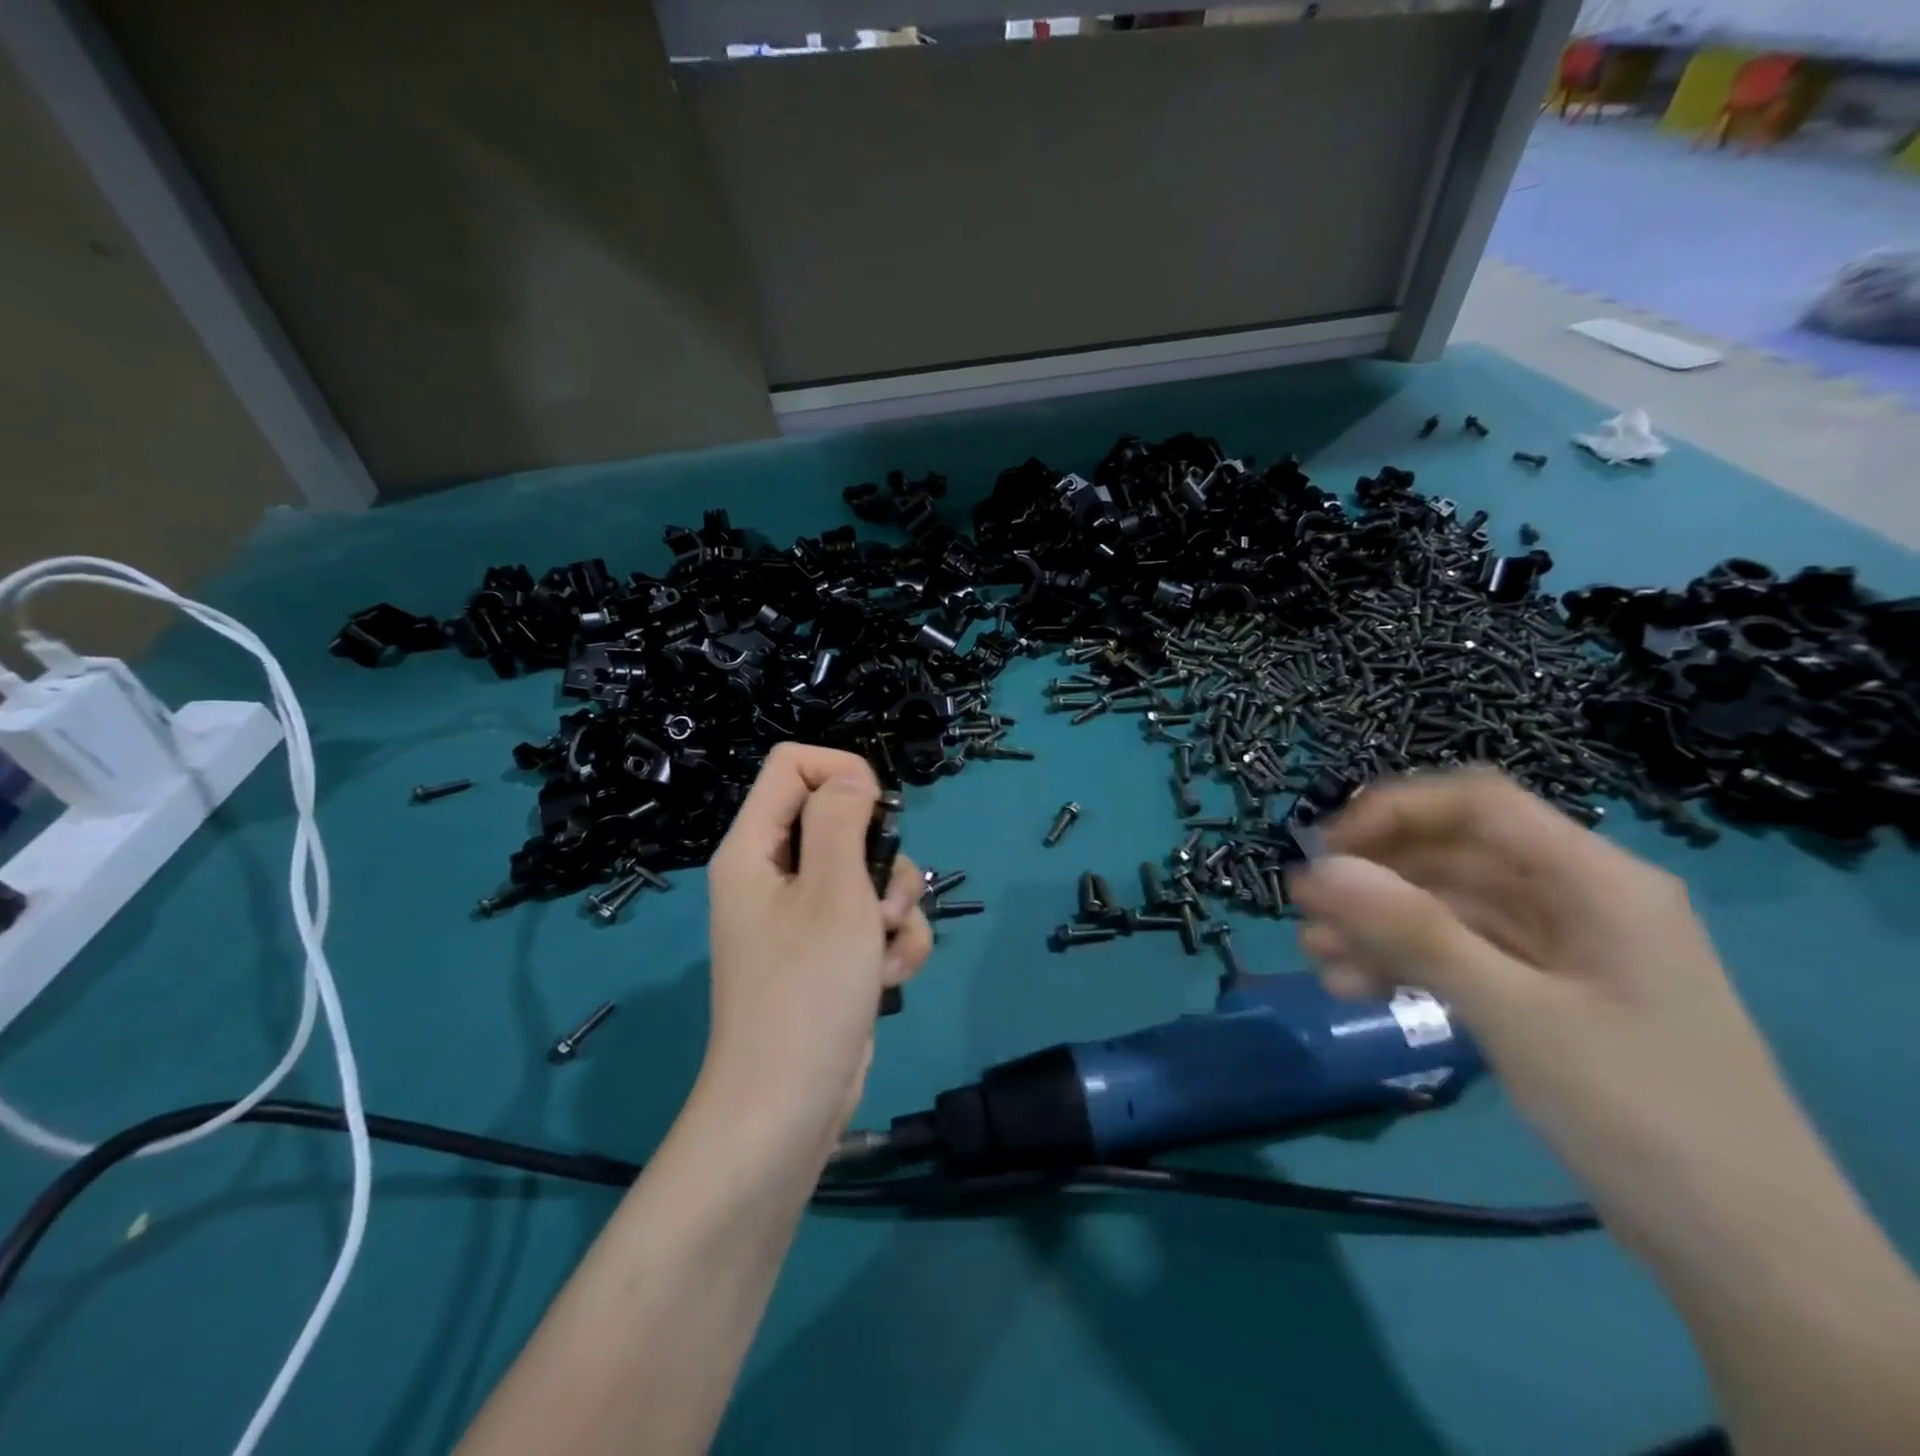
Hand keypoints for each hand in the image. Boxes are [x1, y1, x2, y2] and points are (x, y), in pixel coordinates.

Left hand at [701, 744, 932, 1152]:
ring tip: (886, 952)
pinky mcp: (831, 952)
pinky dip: (894, 944)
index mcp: (755, 848)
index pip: (793, 765)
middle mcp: (775, 874)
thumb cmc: (806, 991)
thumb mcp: (833, 893)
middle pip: (843, 820)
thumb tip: (854, 780)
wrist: (789, 1108)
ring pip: (870, 873)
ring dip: (898, 909)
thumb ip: (843, 821)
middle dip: (882, 858)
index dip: (842, 773)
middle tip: (883, 902)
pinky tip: (890, 978)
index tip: (880, 812)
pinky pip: (874, 920)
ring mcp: (804, 917)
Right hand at [1286, 769, 1809, 1248]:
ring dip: (1378, 926)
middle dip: (1374, 879)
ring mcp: (1560, 949)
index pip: (1478, 804)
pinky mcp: (1544, 994)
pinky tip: (1352, 986)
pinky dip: (1404, 963)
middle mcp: (1577, 899)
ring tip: (1317, 958)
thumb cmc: (1640, 1113)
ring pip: (1447, 908)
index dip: (1394, 811)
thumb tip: (1318, 870)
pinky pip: (1459, 955)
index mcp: (1596, 880)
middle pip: (1454, 855)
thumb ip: (1414, 932)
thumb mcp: (1517, 1014)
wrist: (1747, 1256)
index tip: (1326, 851)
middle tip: (1305, 910)